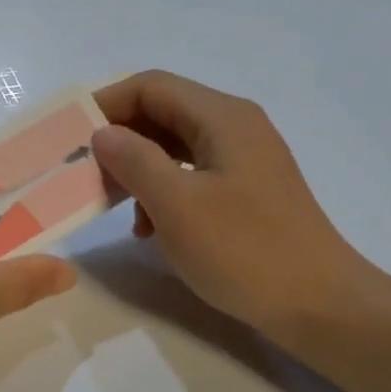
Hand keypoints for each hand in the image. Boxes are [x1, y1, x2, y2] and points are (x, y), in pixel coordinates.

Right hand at [90, 71, 380, 343]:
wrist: (319, 304)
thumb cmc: (244, 250)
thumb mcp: (177, 204)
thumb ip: (134, 160)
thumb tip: (103, 133)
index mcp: (222, 117)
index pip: (151, 87)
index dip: (106, 104)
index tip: (70, 136)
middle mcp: (235, 127)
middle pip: (163, 113)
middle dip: (120, 139)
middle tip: (86, 173)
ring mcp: (245, 159)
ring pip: (175, 147)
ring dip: (139, 169)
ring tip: (114, 205)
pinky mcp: (248, 191)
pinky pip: (193, 175)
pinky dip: (163, 191)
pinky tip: (150, 229)